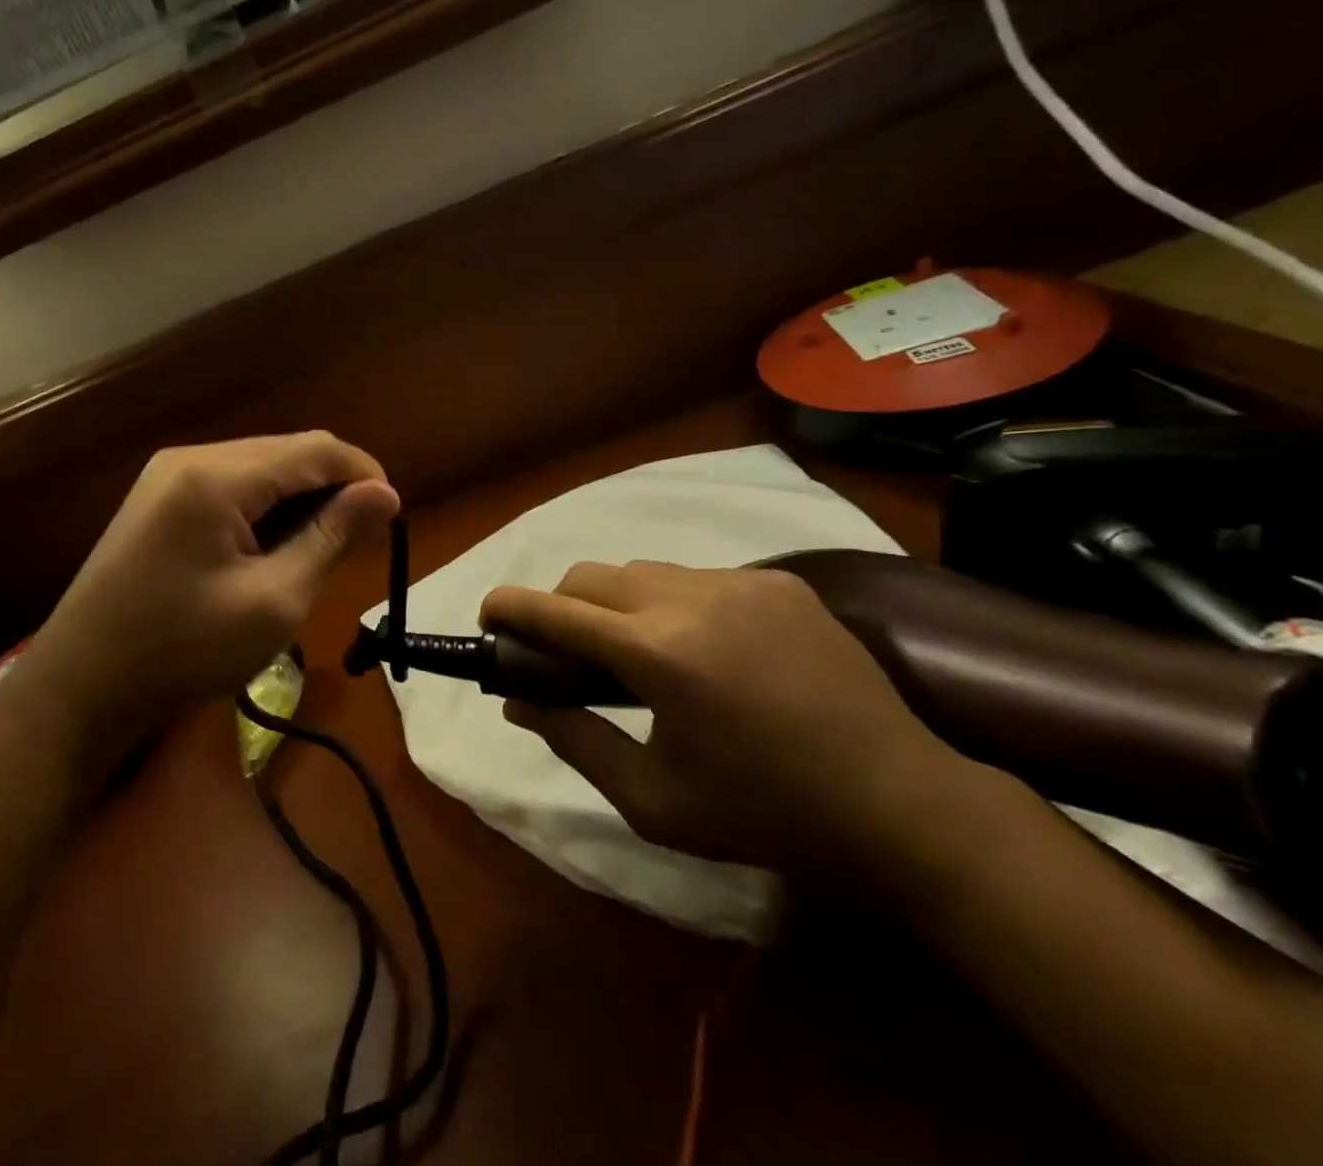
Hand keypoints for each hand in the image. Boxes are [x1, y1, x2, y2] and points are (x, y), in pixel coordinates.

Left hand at [3, 434, 399, 755]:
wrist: (79, 690)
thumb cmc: (182, 652)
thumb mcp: (273, 601)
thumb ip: (331, 537)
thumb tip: (384, 494)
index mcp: (217, 476)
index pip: (315, 449)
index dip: (365, 474)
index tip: (393, 519)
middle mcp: (192, 458)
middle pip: (288, 452)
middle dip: (334, 488)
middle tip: (363, 543)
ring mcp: (169, 476)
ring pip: (262, 468)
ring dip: (303, 500)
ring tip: (326, 550)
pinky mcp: (160, 500)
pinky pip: (233, 487)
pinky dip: (268, 510)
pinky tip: (279, 548)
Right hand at [481, 562, 967, 877]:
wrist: (899, 805)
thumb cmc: (764, 815)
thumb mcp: (653, 801)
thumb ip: (574, 740)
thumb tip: (517, 702)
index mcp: (659, 654)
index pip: (557, 611)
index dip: (511, 607)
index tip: (488, 613)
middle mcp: (693, 599)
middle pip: (592, 576)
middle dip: (561, 605)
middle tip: (564, 653)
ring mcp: (742, 582)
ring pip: (642, 571)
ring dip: (616, 602)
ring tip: (635, 653)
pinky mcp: (780, 582)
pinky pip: (697, 578)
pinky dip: (672, 602)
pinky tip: (700, 649)